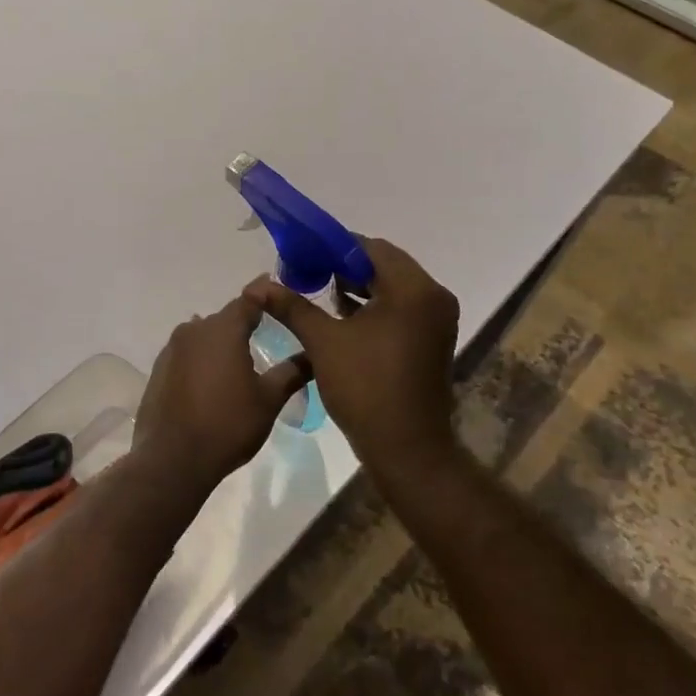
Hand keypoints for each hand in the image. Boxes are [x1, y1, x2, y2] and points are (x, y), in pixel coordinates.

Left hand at [134, 295, 310, 484]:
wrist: (173, 460)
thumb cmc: (228, 425)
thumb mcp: (269, 400)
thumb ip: (291, 372)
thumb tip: (313, 355)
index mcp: (223, 329)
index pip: (249, 299)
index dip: (266, 294)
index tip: (280, 293)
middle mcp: (194, 330)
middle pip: (225, 319)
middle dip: (245, 323)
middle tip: (267, 333)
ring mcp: (172, 350)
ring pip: (204, 336)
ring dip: (221, 343)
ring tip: (240, 360)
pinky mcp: (159, 370)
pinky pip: (187, 355)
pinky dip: (203, 360)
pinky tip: (213, 380)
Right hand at [244, 238, 459, 476]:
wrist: (406, 448)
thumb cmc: (366, 388)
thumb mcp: (324, 342)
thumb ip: (293, 307)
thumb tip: (258, 287)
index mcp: (413, 289)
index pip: (371, 248)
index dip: (334, 248)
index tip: (302, 254)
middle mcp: (433, 297)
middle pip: (384, 265)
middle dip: (344, 268)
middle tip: (307, 273)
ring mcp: (437, 320)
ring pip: (392, 288)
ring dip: (359, 287)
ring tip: (319, 293)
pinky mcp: (433, 339)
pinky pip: (401, 309)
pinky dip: (374, 308)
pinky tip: (342, 317)